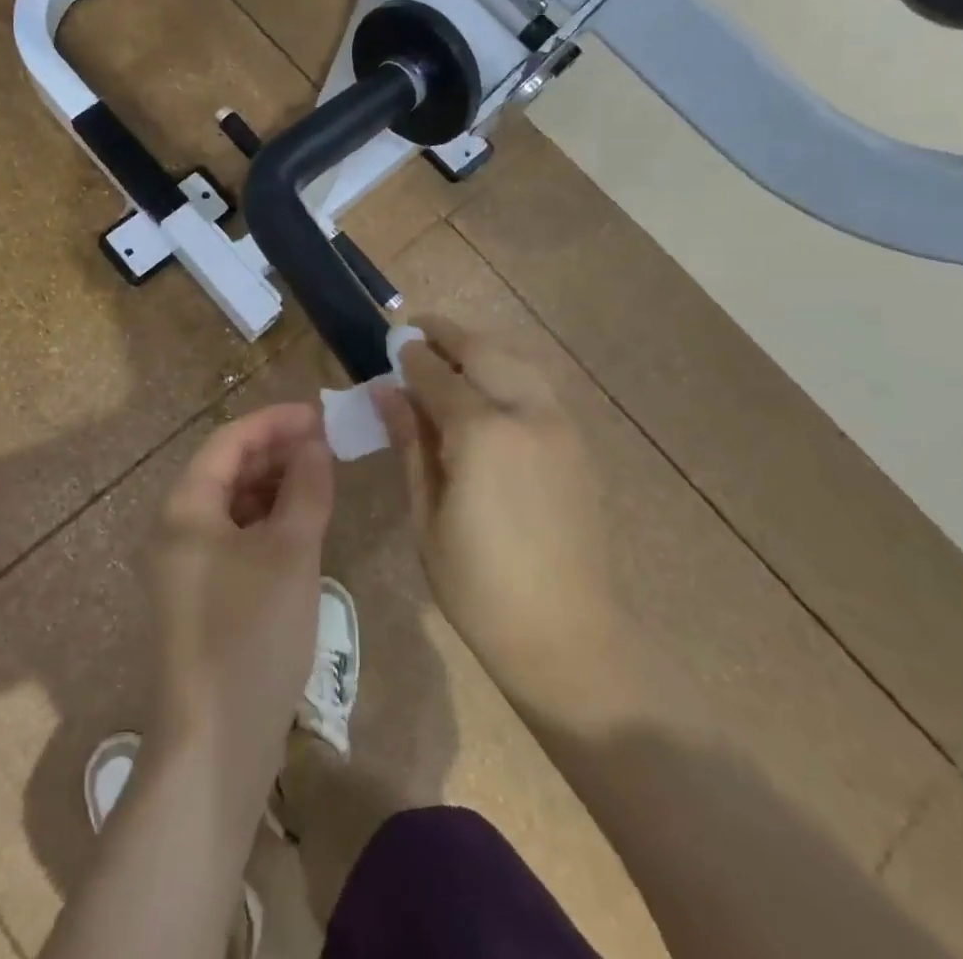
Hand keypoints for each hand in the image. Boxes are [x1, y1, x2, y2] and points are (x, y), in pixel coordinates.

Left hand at [143, 403, 335, 805]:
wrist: (214, 746)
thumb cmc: (251, 634)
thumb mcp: (291, 553)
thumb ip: (305, 489)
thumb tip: (315, 446)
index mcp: (185, 508)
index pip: (229, 441)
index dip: (274, 422)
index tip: (319, 415)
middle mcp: (176, 529)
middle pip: (227, 469)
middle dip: (275, 452)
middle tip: (325, 446)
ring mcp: (185, 566)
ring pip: (232, 505)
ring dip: (273, 487)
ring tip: (319, 480)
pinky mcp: (201, 598)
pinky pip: (234, 539)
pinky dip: (266, 523)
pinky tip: (299, 527)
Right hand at [373, 317, 622, 720]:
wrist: (567, 632)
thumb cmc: (478, 584)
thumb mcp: (427, 514)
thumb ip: (409, 443)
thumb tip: (385, 392)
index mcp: (482, 434)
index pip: (438, 376)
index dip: (411, 357)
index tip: (392, 343)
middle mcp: (525, 414)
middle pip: (483, 353)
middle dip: (448, 335)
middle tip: (418, 329)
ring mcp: (559, 425)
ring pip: (518, 361)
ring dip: (482, 346)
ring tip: (452, 349)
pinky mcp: (577, 442)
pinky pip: (538, 385)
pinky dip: (510, 369)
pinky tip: (490, 384)